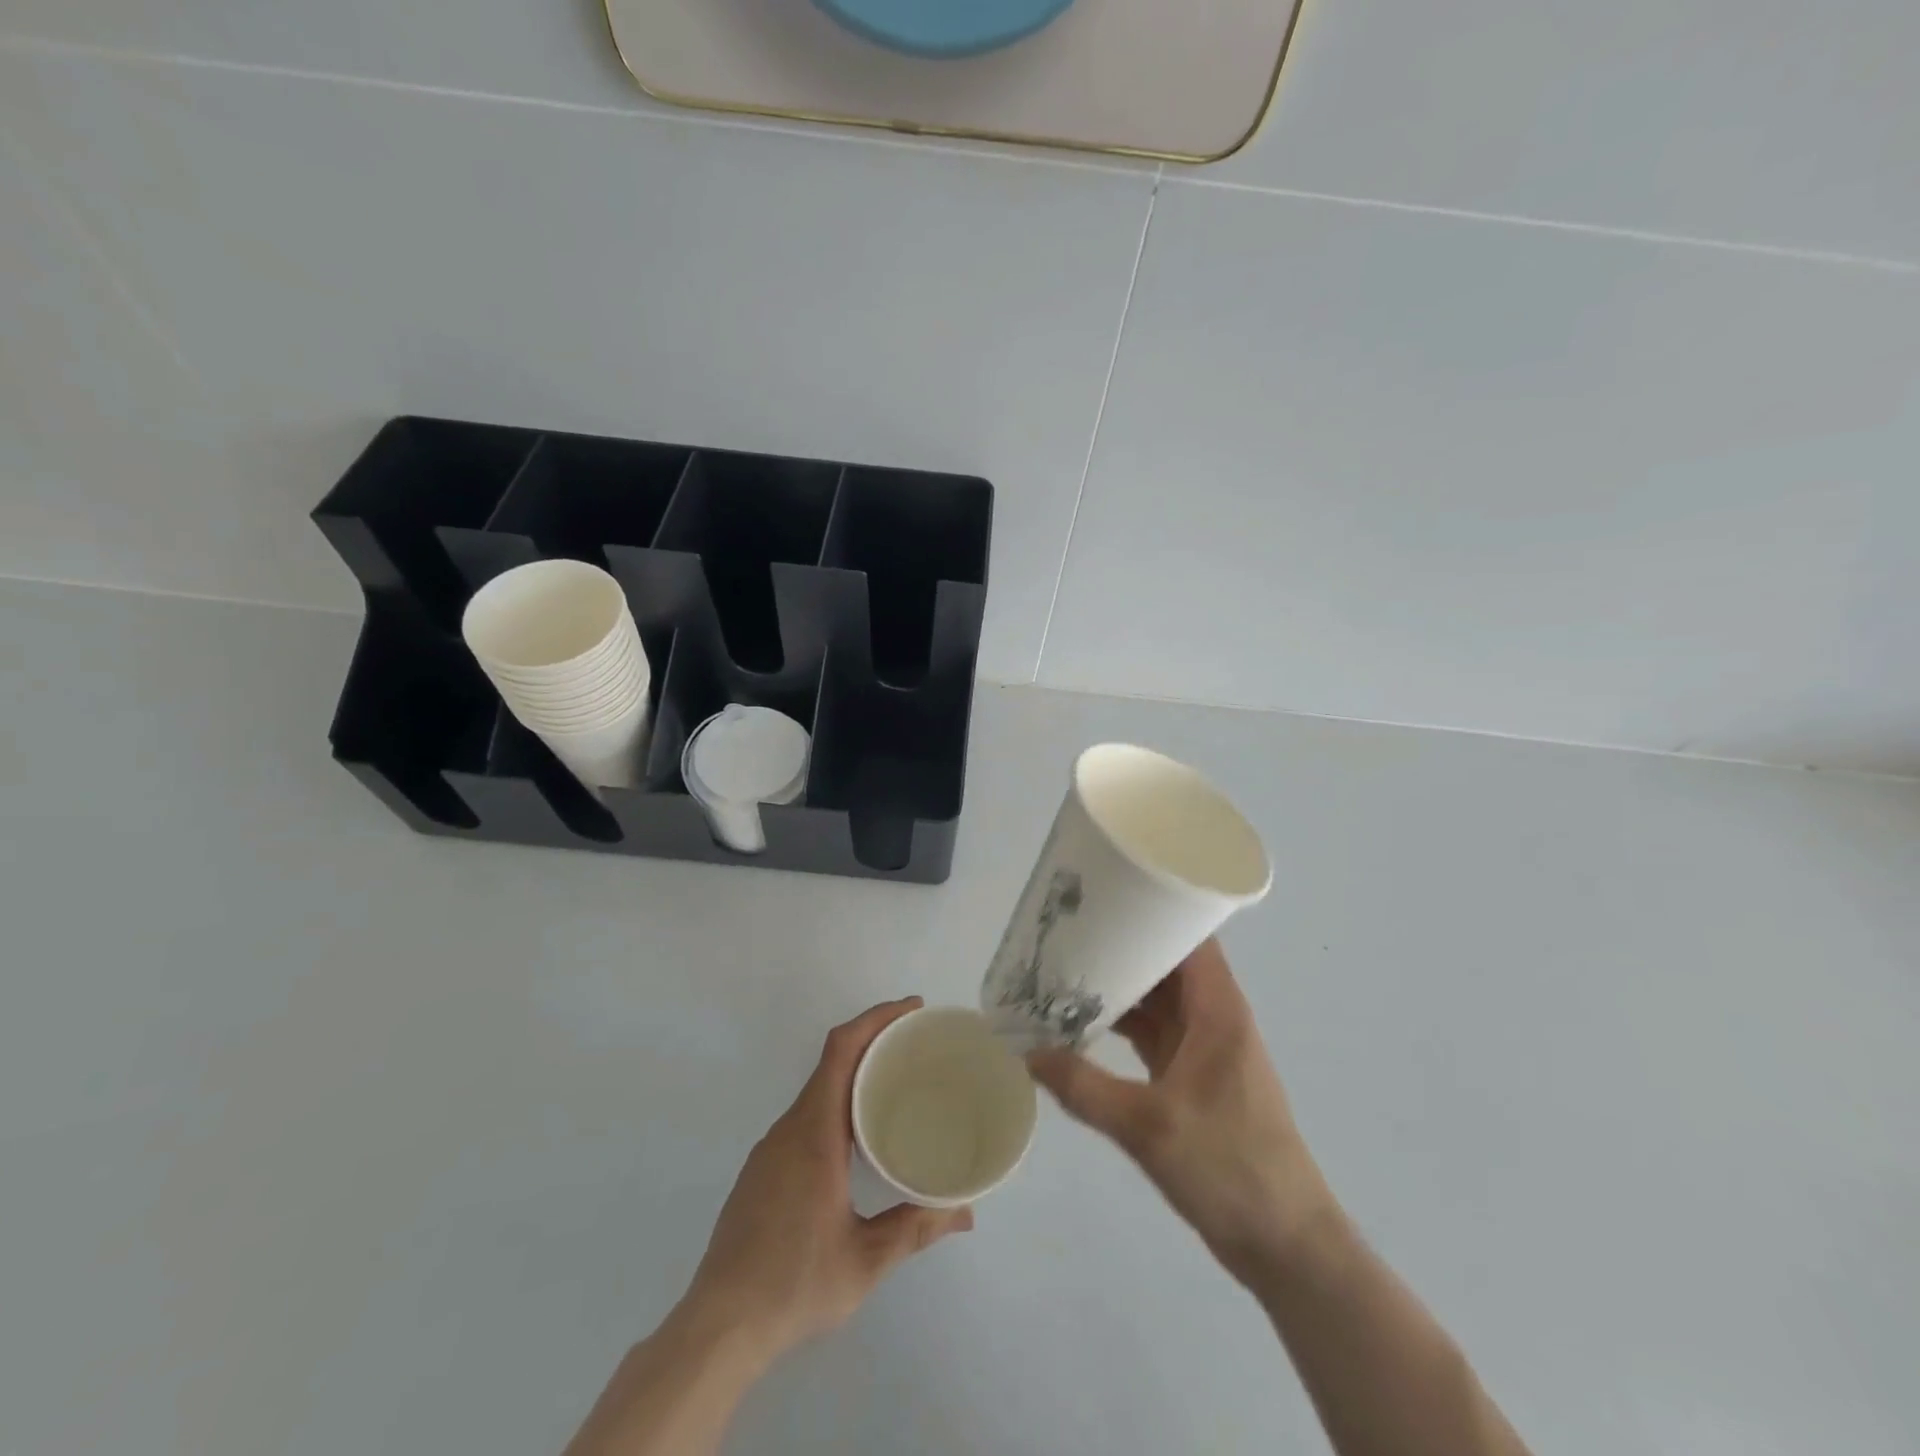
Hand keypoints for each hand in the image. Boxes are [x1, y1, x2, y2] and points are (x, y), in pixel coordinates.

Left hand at [680, 997, 973, 1364]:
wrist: (717, 1327)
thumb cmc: (793, 1285)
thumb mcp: (865, 1261)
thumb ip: (915, 1229)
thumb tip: (965, 1214)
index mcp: (814, 1134)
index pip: (841, 1051)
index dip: (875, 1019)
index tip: (911, 1010)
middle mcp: (789, 1129)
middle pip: (831, 1062)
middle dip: (873, 1040)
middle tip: (917, 1044)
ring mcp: (770, 1149)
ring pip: (816, 1091)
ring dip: (854, 1073)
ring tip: (896, 1084)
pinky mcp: (762, 1170)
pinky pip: (805, 1116)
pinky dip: (836, 1103)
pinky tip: (857, 1135)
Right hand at [1028, 940, 1331, 1285]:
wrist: (1284, 1243)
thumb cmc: (1230, 1169)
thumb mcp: (1148, 1127)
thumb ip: (1084, 1088)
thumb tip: (1027, 1052)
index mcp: (1217, 1010)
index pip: (1189, 938)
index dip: (1154, 910)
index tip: (1106, 896)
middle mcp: (1212, 1018)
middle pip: (1166, 964)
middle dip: (1121, 947)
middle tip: (1067, 932)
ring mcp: (1203, 1048)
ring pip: (1157, 1000)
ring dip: (1118, 988)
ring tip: (1064, 971)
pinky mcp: (1192, 1076)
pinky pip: (1152, 1033)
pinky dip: (1122, 1024)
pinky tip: (1082, 1024)